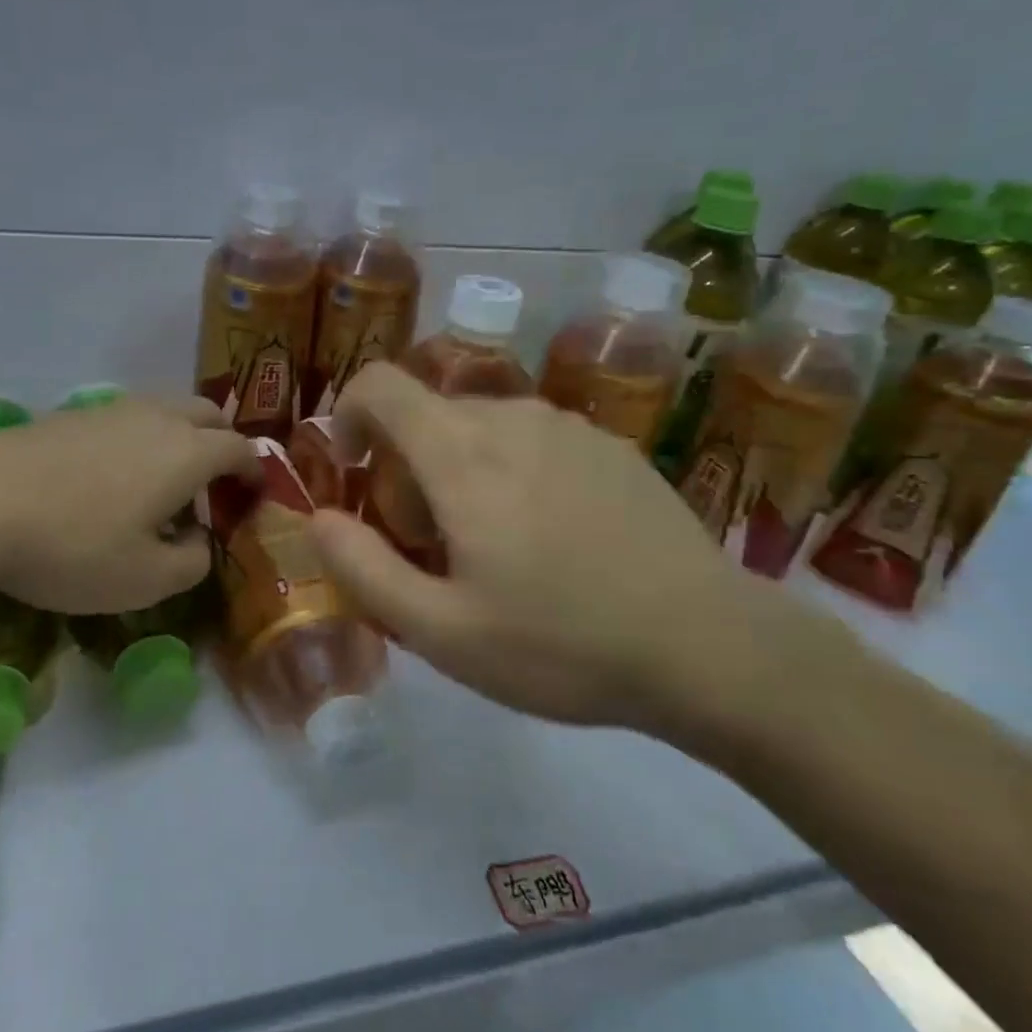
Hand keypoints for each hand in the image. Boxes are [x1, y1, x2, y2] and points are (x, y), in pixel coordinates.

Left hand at [0, 396, 256, 615]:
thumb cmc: (74, 547)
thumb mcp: (146, 580)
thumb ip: (192, 563)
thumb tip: (199, 541)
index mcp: (186, 452)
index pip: (240, 448)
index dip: (254, 470)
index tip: (255, 493)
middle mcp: (156, 418)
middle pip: (208, 413)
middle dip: (223, 440)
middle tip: (217, 479)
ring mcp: (109, 410)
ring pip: (165, 408)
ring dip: (181, 434)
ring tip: (166, 476)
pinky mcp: (70, 415)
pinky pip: (126, 417)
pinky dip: (141, 436)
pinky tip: (115, 472)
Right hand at [311, 363, 804, 732]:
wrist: (711, 647)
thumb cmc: (561, 645)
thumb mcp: (442, 632)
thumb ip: (363, 569)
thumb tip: (319, 519)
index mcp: (462, 454)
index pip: (381, 383)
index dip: (350, 413)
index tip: (356, 469)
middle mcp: (513, 418)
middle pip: (430, 414)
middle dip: (406, 466)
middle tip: (431, 543)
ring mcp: (570, 426)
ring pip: (482, 426)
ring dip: (461, 469)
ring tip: (494, 546)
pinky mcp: (612, 445)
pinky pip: (534, 438)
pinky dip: (512, 470)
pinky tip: (554, 539)